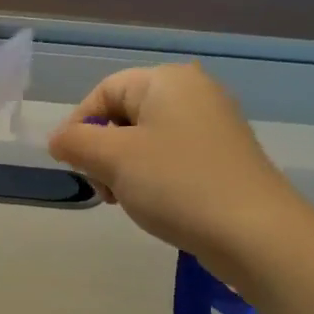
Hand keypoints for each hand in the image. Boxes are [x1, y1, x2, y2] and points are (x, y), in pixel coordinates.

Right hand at [48, 64, 313, 278]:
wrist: (253, 231)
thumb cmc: (176, 184)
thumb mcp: (113, 159)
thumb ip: (75, 142)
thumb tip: (59, 140)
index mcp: (167, 81)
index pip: (103, 91)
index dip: (78, 126)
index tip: (70, 165)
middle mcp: (193, 92)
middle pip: (124, 114)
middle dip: (102, 151)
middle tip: (103, 187)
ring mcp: (212, 125)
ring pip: (145, 140)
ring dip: (124, 169)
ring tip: (127, 200)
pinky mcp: (222, 157)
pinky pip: (170, 157)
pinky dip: (152, 178)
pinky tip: (154, 204)